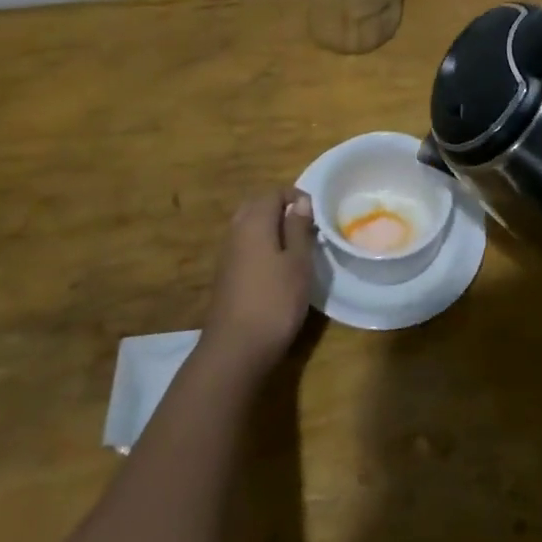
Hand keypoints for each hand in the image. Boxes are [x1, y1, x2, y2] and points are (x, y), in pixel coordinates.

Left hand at [201, 188, 315, 374]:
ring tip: (295, 247)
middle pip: (258, 206)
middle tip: (306, 226)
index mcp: (254, 222)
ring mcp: (227, 254)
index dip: (296, 197)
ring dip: (271, 228)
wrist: (235, 349)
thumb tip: (300, 201)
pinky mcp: (225, 275)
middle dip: (281, 209)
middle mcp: (236, 231)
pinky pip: (245, 246)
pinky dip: (261, 245)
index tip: (316, 214)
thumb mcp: (297, 262)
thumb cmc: (274, 301)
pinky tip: (277, 267)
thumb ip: (298, 228)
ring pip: (249, 226)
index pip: (274, 193)